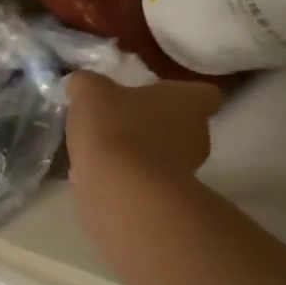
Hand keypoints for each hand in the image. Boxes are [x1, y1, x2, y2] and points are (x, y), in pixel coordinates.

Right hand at [66, 73, 222, 187]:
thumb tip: (82, 84)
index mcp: (189, 103)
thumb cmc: (116, 128)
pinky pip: (147, 182)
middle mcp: (197, 136)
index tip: (155, 95)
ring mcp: (187, 173)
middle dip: (156, 125)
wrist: (121, 191)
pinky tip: (98, 176)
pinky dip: (127, 179)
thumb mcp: (90, 92)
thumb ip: (87, 84)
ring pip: (165, 156)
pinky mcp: (168, 200)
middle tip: (123, 121)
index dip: (181, 94)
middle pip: (184, 126)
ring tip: (104, 152)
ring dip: (140, 154)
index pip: (204, 94)